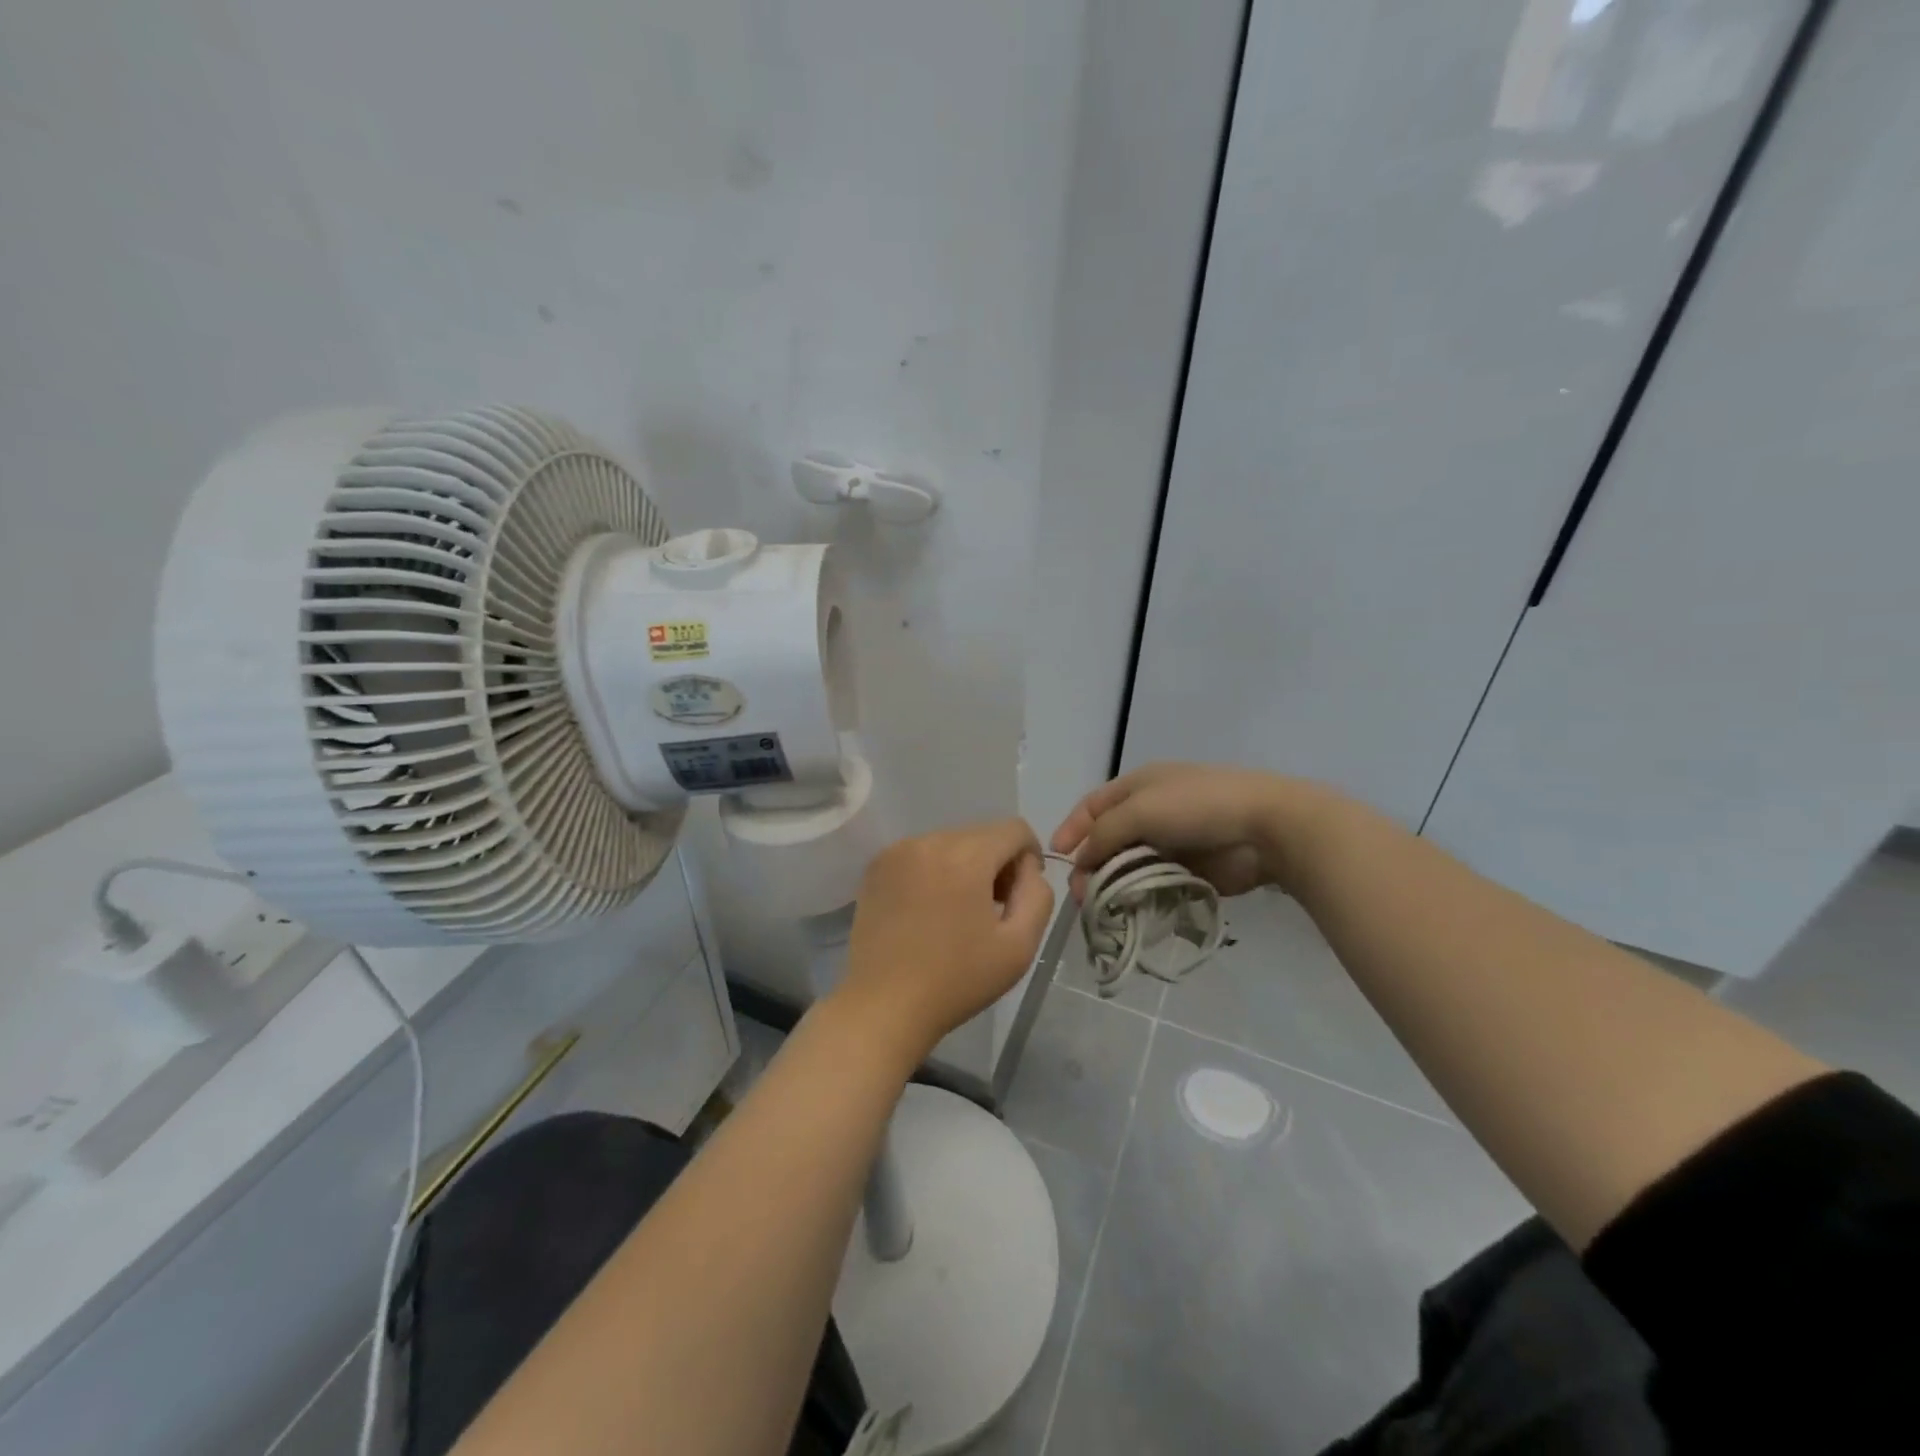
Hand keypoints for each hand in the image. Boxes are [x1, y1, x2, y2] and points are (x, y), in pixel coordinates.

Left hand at [836, 819, 1055, 1061]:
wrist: (883, 1005)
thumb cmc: (957, 980)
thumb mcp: (1020, 946)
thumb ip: (1037, 895)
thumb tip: (1027, 869)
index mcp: (965, 855)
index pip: (1014, 829)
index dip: (1029, 857)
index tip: (1019, 896)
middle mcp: (929, 840)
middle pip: (981, 834)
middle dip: (996, 863)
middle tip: (992, 910)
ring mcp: (897, 851)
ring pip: (951, 843)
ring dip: (965, 866)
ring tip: (958, 913)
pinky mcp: (875, 867)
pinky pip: (921, 854)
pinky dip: (935, 872)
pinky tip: (929, 911)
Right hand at [1051, 762, 1330, 899]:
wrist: (1264, 826)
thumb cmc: (1196, 806)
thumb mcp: (1139, 810)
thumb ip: (1104, 834)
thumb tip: (1082, 860)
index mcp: (1137, 786)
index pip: (1092, 806)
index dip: (1072, 828)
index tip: (1056, 857)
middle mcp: (1150, 811)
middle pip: (1108, 839)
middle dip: (1091, 864)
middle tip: (1082, 895)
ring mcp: (1170, 841)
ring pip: (1129, 864)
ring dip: (1113, 884)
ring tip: (1102, 907)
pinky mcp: (1188, 869)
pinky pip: (1153, 883)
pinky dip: (1139, 895)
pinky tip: (1129, 911)